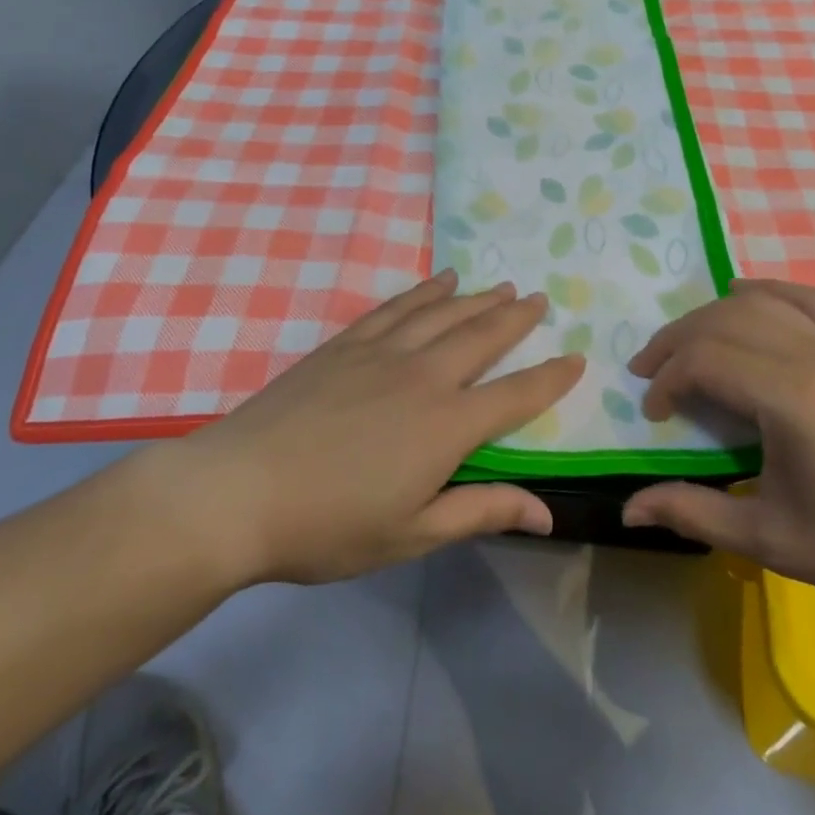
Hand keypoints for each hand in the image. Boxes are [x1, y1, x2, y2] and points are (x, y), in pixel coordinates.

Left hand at [144, 270, 583, 584]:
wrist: (238, 491)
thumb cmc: (328, 525)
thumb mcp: (411, 533)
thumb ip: (481, 511)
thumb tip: (547, 512)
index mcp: (447, 425)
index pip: (516, 395)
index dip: (551, 377)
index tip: (576, 358)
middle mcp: (423, 375)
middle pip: (482, 336)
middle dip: (517, 318)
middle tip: (539, 299)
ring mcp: (381, 352)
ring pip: (443, 313)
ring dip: (477, 298)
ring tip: (502, 285)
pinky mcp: (345, 344)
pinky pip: (396, 307)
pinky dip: (423, 291)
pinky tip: (438, 281)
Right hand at [620, 280, 814, 616]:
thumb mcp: (773, 540)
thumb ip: (695, 513)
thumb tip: (629, 508)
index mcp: (790, 397)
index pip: (705, 360)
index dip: (666, 380)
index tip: (654, 415)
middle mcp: (812, 354)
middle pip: (722, 321)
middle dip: (675, 341)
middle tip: (648, 373)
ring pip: (758, 302)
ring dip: (710, 315)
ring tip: (685, 344)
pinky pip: (806, 298)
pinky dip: (767, 291)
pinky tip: (744, 297)